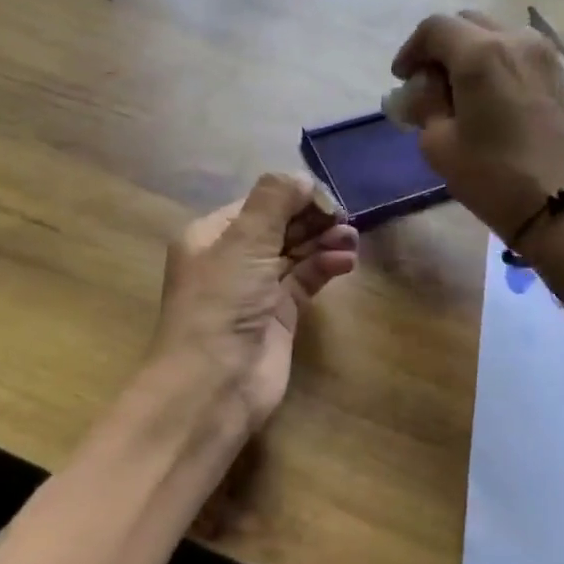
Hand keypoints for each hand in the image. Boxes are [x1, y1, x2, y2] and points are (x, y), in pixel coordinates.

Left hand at [151, 173, 358, 433]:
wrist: (213, 385)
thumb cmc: (221, 303)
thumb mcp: (243, 241)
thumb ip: (273, 200)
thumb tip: (302, 178)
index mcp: (211, 236)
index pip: (258, 204)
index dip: (292, 196)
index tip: (327, 196)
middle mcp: (232, 259)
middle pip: (278, 226)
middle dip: (311, 218)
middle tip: (345, 216)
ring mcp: (256, 289)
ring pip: (295, 253)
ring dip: (323, 241)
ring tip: (352, 236)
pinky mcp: (279, 316)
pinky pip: (305, 281)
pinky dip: (325, 267)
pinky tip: (346, 260)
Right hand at [390, 10, 563, 241]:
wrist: (559, 206)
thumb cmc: (492, 176)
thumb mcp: (438, 144)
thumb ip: (425, 105)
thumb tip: (423, 90)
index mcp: (481, 54)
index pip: (435, 28)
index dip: (411, 50)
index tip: (402, 79)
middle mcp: (516, 40)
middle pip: (467, 24)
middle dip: (441, 48)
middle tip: (427, 84)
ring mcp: (544, 55)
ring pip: (495, 34)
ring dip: (470, 53)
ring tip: (459, 91)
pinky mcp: (559, 74)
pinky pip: (518, 53)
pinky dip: (497, 63)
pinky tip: (488, 97)